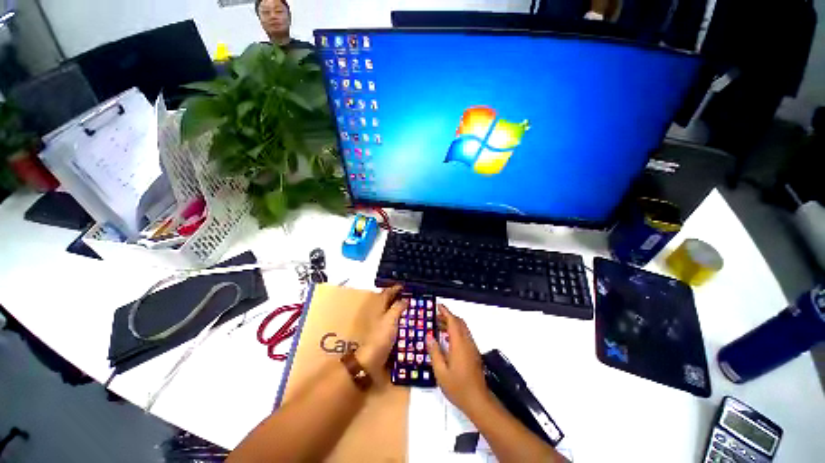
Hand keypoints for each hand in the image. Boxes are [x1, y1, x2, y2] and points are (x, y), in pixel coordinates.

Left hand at [356, 285, 406, 376]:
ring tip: (414, 308)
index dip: (396, 288)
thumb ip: (398, 307)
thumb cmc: (380, 336)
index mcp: (379, 307)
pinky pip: (395, 323)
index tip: (405, 286)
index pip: (387, 293)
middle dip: (400, 298)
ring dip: (401, 309)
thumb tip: (406, 299)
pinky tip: (409, 323)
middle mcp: (379, 314)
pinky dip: (402, 321)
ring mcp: (382, 324)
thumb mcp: (391, 319)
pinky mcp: (385, 334)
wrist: (371, 360)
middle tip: (412, 296)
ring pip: (393, 312)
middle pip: (390, 302)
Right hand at [426, 305, 489, 415]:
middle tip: (435, 316)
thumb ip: (434, 352)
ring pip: (463, 329)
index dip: (446, 312)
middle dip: (448, 316)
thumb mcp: (441, 372)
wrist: (478, 400)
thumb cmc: (458, 387)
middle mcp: (467, 342)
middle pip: (459, 323)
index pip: (453, 321)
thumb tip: (429, 337)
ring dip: (452, 324)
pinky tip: (447, 340)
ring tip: (438, 327)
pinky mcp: (473, 353)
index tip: (438, 306)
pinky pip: (465, 336)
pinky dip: (456, 332)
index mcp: (459, 344)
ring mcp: (472, 347)